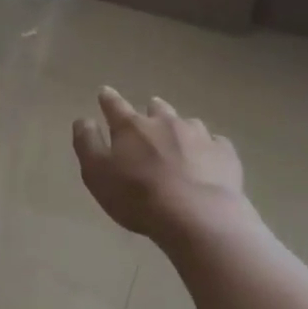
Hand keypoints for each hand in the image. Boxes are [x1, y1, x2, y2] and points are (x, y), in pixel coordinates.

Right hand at [72, 87, 247, 242]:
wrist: (197, 216)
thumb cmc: (138, 196)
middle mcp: (165, 122)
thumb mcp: (97, 173)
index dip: (108, 99)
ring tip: (180, 142)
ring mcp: (199, 135)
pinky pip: (215, 143)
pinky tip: (208, 160)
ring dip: (180, 129)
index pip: (115, 105)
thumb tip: (83, 120)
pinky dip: (208, 148)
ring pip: (187, 123)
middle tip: (148, 117)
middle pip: (156, 108)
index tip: (105, 92)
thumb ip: (87, 143)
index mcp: (132, 127)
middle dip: (150, 110)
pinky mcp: (224, 153)